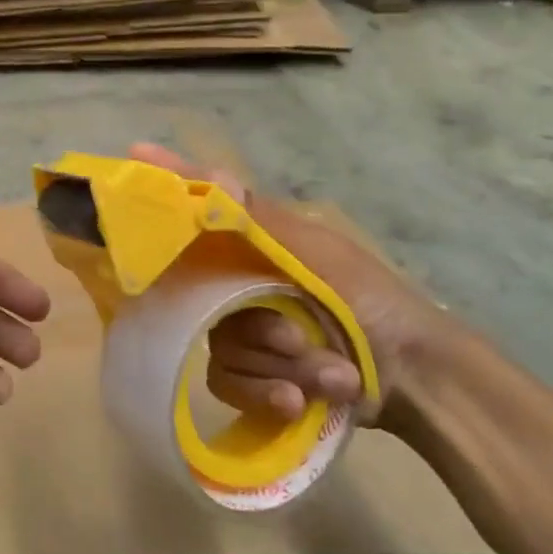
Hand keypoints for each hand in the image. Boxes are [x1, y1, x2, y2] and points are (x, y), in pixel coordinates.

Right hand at [128, 143, 470, 428]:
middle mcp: (242, 281)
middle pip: (205, 296)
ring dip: (279, 364)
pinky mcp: (251, 375)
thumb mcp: (323, 257)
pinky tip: (300, 401)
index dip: (171, 179)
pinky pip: (229, 383)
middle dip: (259, 327)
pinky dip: (268, 393)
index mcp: (259, 244)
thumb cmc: (372, 302)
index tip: (135, 151)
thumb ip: (264, 224)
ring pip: (221, 345)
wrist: (417, 381)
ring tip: (330, 373)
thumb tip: (216, 177)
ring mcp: (245, 330)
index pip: (205, 205)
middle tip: (298, 338)